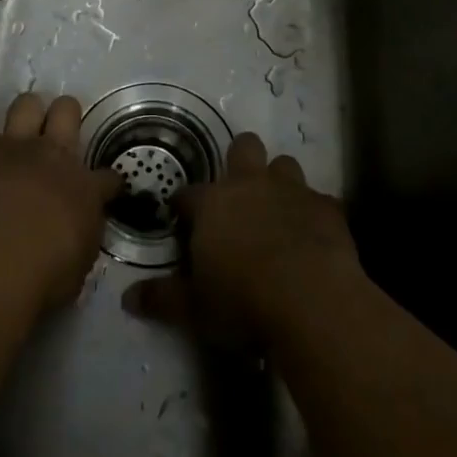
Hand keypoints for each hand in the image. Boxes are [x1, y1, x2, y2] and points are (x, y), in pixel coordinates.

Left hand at [0, 93, 121, 319]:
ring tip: (18, 128)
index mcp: (86, 189)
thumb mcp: (78, 265)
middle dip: (65, 115)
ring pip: (26, 104)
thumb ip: (80, 242)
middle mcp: (54, 155)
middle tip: (57, 132)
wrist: (1, 257)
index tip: (106, 191)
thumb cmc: (46, 273)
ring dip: (23, 113)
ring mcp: (16, 146)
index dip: (108, 183)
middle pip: (67, 111)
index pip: (108, 178)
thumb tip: (78, 236)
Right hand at [123, 131, 361, 345]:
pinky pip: (319, 200)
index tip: (181, 219)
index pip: (188, 194)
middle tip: (237, 192)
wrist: (311, 300)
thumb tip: (128, 298)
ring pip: (284, 164)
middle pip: (243, 147)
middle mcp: (250, 185)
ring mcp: (292, 191)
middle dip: (239, 160)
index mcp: (213, 204)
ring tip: (278, 211)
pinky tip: (313, 236)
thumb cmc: (243, 302)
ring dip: (279, 182)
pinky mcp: (327, 207)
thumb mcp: (195, 309)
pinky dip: (314, 214)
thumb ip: (162, 299)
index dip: (183, 205)